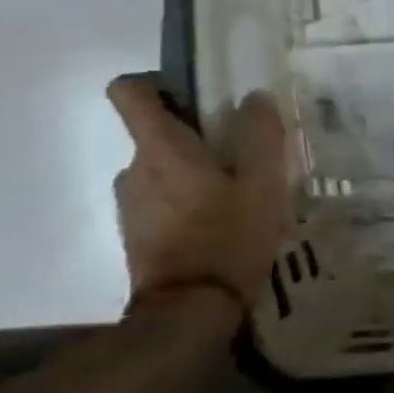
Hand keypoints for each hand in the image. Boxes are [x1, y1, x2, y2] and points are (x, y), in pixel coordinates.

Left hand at [107, 76, 291, 308]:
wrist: (190, 312)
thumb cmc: (229, 236)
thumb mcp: (264, 182)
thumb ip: (261, 135)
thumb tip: (255, 97)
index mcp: (161, 149)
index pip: (129, 92)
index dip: (158, 81)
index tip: (198, 92)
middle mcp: (134, 169)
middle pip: (156, 130)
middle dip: (197, 132)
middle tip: (245, 147)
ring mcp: (131, 204)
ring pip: (163, 166)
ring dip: (196, 168)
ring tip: (241, 186)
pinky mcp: (138, 232)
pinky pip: (163, 196)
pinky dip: (190, 197)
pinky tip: (226, 217)